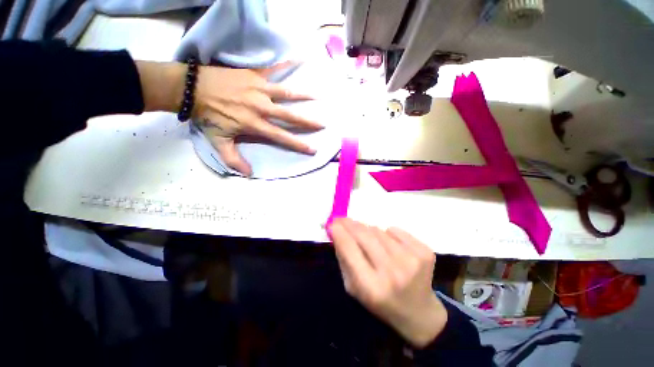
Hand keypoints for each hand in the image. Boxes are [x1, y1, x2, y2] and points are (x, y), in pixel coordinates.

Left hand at [192, 62, 322, 175]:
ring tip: (317, 97)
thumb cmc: (208, 116)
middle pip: (290, 116)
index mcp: (255, 124)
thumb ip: (233, 160)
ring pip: (286, 93)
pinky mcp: (255, 75)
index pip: (282, 137)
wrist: (193, 88)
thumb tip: (249, 174)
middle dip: (308, 122)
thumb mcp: (219, 142)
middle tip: (322, 124)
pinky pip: (274, 68)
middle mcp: (262, 107)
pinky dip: (287, 64)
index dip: (298, 144)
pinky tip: (300, 59)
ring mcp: (260, 89)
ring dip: (303, 95)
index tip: (313, 149)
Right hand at [329, 218, 447, 347]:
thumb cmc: (380, 301)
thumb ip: (344, 259)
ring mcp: (412, 261)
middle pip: (364, 235)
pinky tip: (392, 247)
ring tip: (371, 242)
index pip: (350, 249)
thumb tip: (337, 231)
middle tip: (343, 219)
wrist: (418, 313)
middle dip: (350, 224)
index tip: (332, 222)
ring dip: (370, 232)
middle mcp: (392, 273)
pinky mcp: (425, 252)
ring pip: (379, 230)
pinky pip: (396, 230)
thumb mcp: (354, 288)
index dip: (339, 232)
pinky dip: (389, 234)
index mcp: (372, 287)